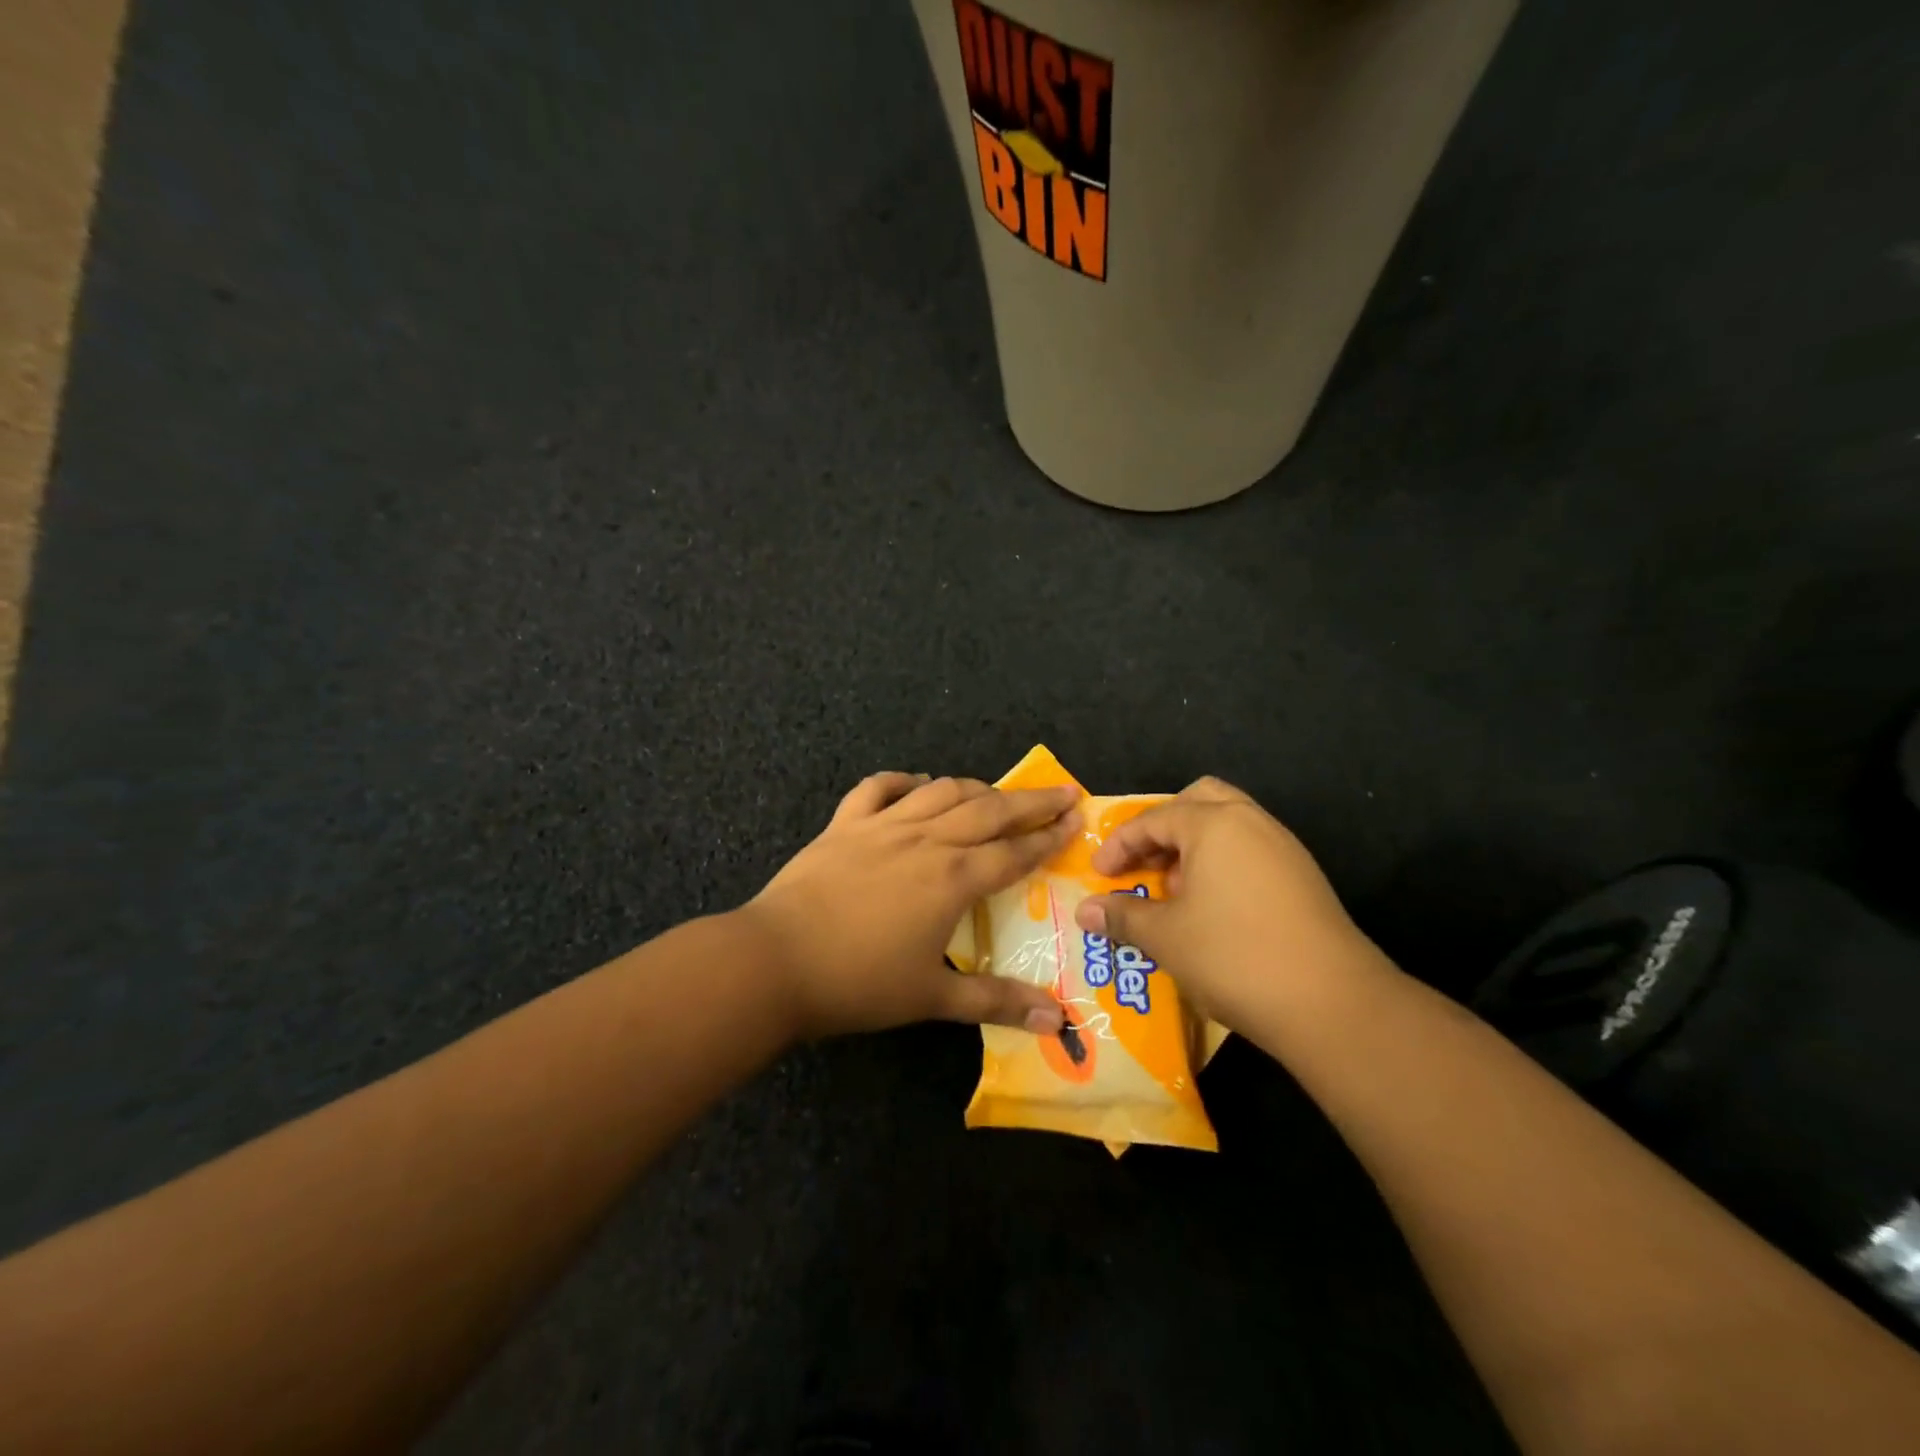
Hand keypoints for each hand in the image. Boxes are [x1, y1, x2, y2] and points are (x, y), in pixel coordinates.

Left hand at [741, 773, 1079, 1039]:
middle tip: (1061, 791)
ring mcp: (883, 826)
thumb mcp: (931, 999)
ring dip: (975, 787)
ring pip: (941, 792)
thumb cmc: (857, 983)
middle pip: (988, 811)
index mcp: (952, 879)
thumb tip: (1057, 1021)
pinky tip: (917, 782)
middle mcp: (926, 841)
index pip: (1014, 852)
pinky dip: (903, 780)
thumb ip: (995, 1002)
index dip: (1048, 836)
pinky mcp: (845, 824)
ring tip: (997, 791)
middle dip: (1030, 801)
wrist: (775, 961)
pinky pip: (878, 789)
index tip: (1077, 818)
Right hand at [1070, 777, 1373, 1034]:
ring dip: (1193, 846)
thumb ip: (1121, 916)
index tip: (1099, 874)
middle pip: (1198, 801)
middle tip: (1143, 862)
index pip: (1152, 819)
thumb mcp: (1165, 937)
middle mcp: (1251, 822)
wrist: (1332, 1003)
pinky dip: (1222, 864)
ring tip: (1173, 889)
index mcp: (1214, 824)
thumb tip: (1084, 911)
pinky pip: (1250, 851)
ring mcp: (1283, 848)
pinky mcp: (1303, 877)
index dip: (1119, 845)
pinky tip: (1211, 909)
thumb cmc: (1233, 956)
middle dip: (1163, 827)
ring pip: (1228, 825)